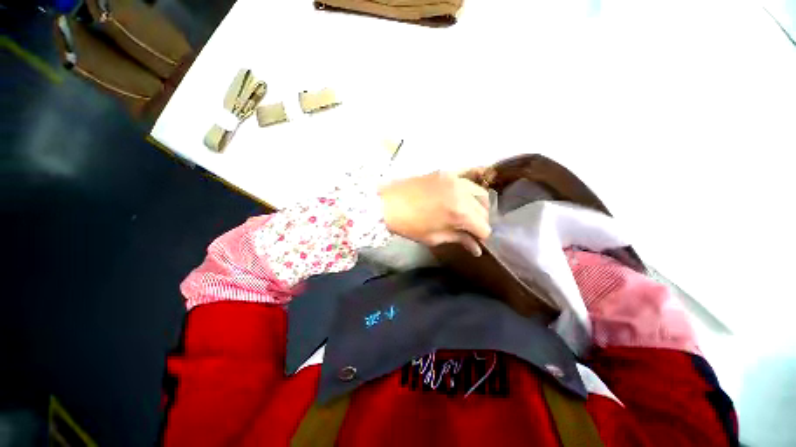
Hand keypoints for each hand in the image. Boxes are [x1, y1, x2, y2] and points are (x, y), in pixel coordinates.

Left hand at [378, 171, 491, 255]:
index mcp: (460, 213)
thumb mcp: (434, 237)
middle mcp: (463, 193)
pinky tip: (464, 197)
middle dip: (479, 223)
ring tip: (467, 213)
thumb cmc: (409, 225)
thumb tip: (477, 249)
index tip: (474, 241)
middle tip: (468, 229)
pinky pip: (467, 179)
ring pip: (479, 193)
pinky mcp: (446, 172)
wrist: (387, 203)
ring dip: (478, 206)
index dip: (480, 237)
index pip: (483, 228)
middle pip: (483, 210)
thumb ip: (458, 239)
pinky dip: (469, 190)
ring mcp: (455, 179)